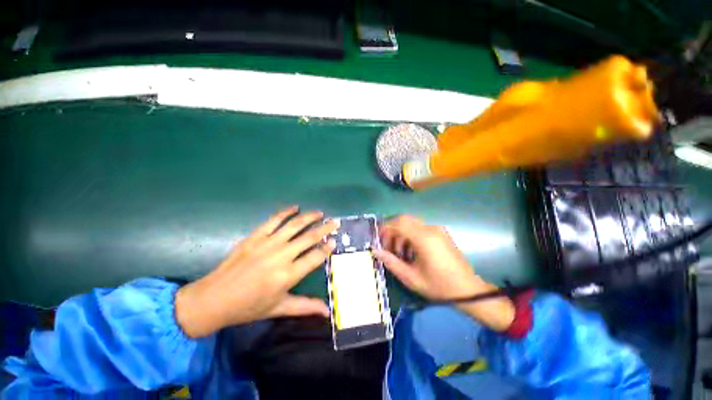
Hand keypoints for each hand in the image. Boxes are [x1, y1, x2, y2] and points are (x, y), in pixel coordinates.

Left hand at [175, 206, 337, 337]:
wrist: (213, 299)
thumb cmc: (248, 307)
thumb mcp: (279, 308)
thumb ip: (305, 307)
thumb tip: (328, 312)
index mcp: (288, 275)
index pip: (315, 257)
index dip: (327, 248)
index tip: (334, 241)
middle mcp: (281, 256)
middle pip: (309, 238)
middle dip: (325, 229)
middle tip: (335, 222)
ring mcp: (267, 244)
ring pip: (294, 225)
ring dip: (309, 217)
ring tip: (320, 213)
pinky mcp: (254, 237)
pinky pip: (273, 220)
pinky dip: (285, 212)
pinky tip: (295, 207)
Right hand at [375, 215, 514, 331]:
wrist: (468, 290)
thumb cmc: (439, 286)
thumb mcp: (411, 278)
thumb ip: (391, 262)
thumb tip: (375, 251)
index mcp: (424, 238)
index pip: (399, 222)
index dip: (385, 227)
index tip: (377, 238)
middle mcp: (430, 228)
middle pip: (405, 219)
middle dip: (392, 230)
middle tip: (386, 245)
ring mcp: (437, 229)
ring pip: (411, 223)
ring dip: (401, 233)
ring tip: (398, 253)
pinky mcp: (440, 233)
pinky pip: (420, 228)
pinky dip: (410, 235)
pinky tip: (410, 252)